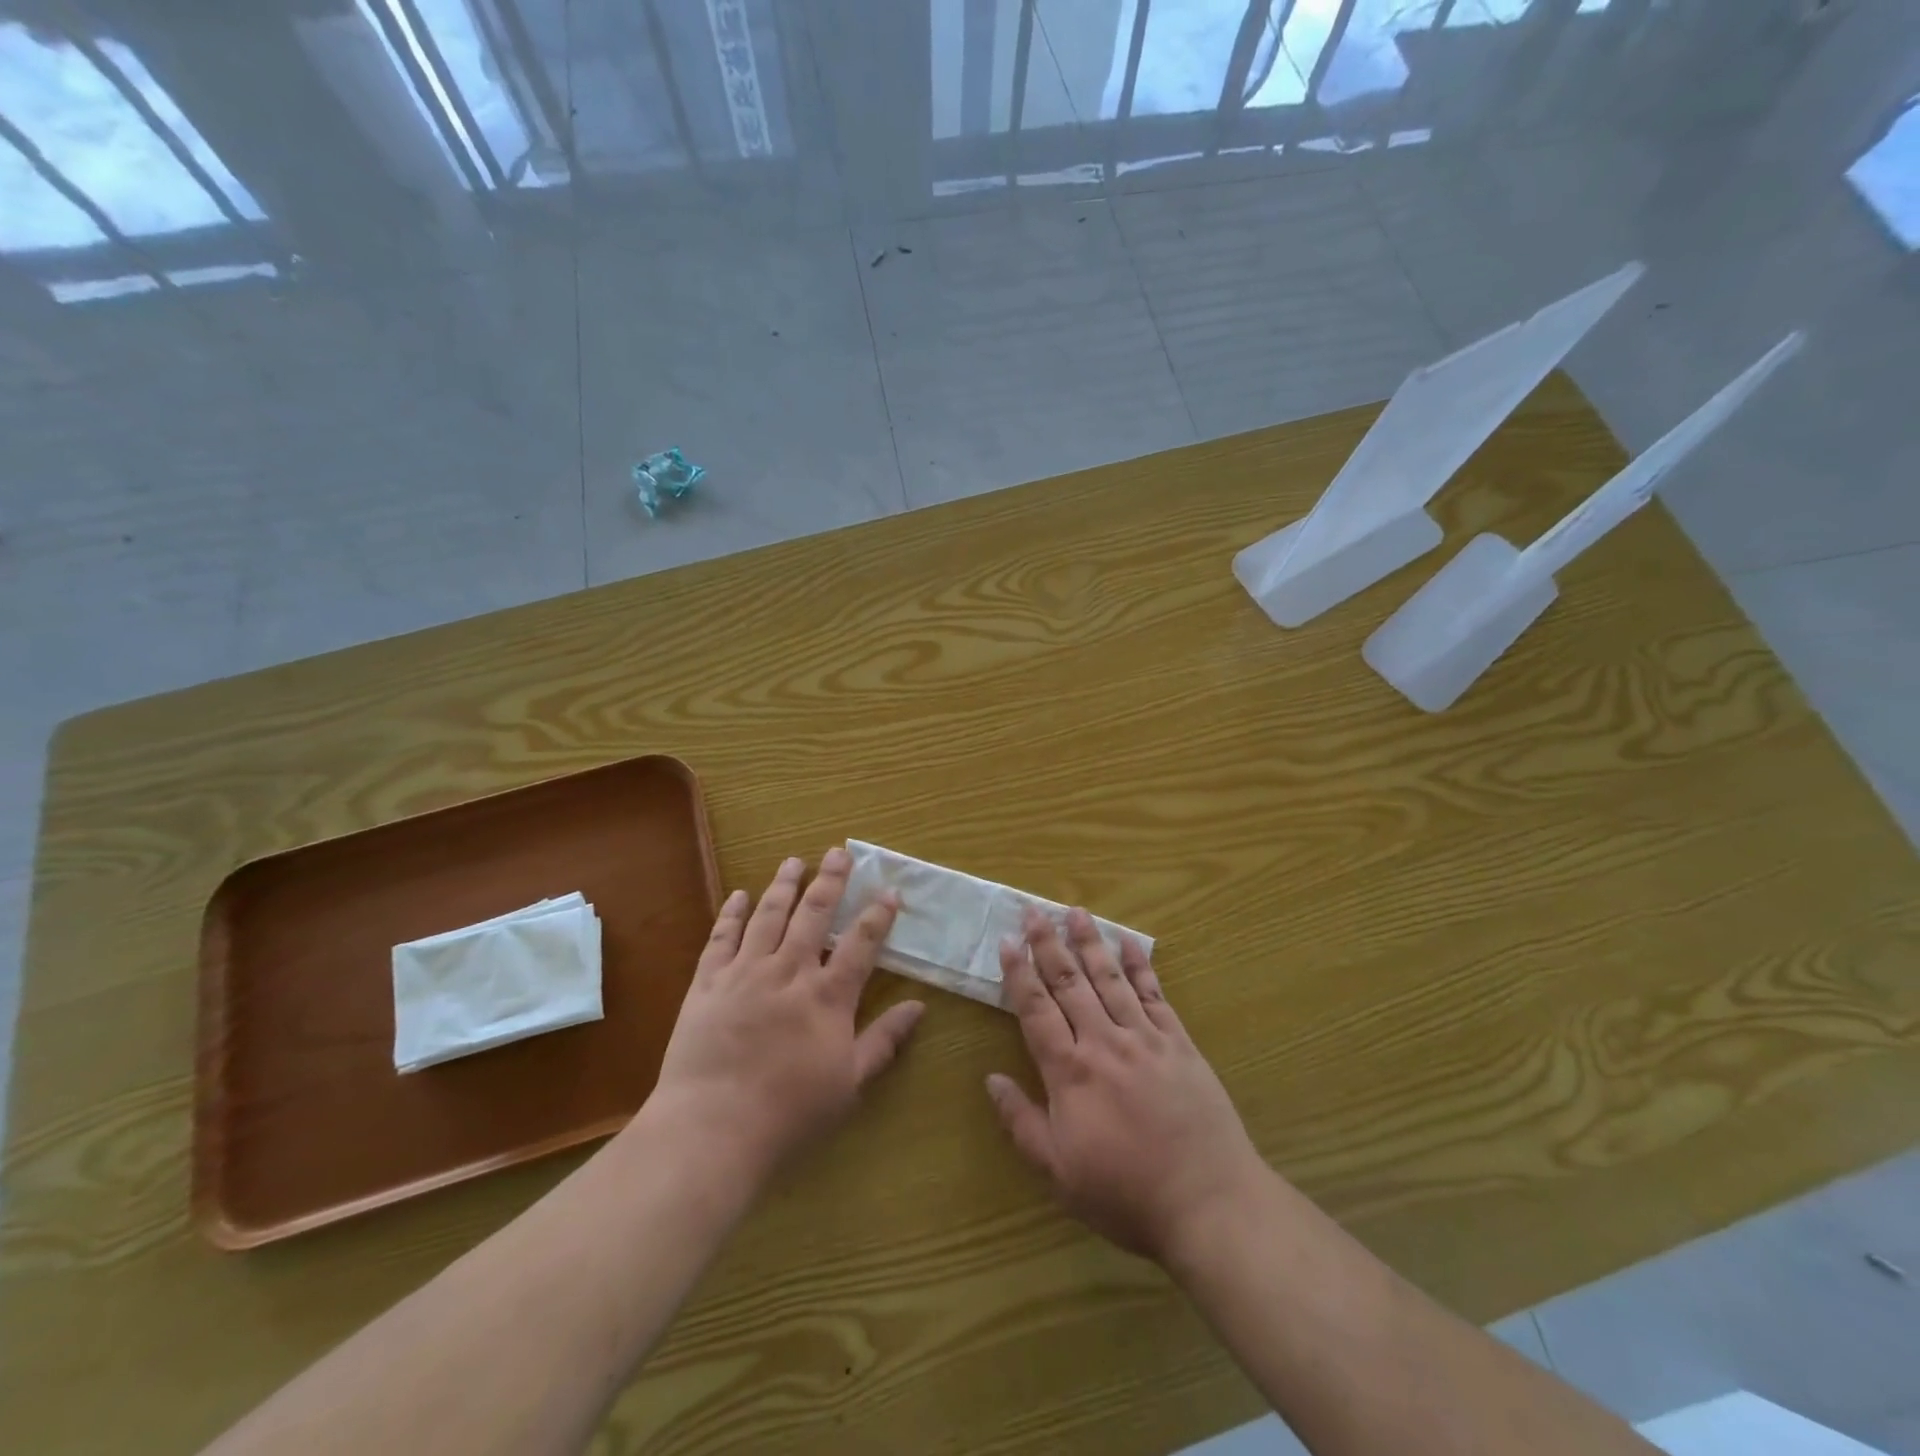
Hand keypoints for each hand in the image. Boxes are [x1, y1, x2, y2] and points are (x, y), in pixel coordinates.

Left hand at [651, 849, 924, 1185]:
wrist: (712, 1127)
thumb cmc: (789, 1112)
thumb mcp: (849, 1083)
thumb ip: (884, 1041)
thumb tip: (919, 1007)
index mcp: (827, 996)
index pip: (860, 944)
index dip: (878, 915)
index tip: (889, 891)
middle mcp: (789, 971)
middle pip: (814, 914)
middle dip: (831, 881)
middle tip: (838, 852)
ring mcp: (745, 972)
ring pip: (769, 915)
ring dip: (784, 885)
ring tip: (795, 861)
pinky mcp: (708, 983)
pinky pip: (721, 938)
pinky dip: (732, 913)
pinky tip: (739, 895)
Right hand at [987, 909, 1268, 1264]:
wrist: (1209, 1203)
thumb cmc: (1125, 1194)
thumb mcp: (1059, 1172)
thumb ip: (1021, 1122)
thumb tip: (991, 1079)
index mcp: (1070, 1072)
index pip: (1036, 1010)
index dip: (1019, 974)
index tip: (1008, 941)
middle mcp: (1104, 1043)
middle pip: (1070, 983)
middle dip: (1049, 944)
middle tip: (1034, 911)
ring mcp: (1145, 1038)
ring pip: (1109, 979)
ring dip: (1089, 943)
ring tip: (1075, 912)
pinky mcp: (1179, 1043)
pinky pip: (1154, 995)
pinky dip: (1140, 966)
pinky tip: (1129, 943)